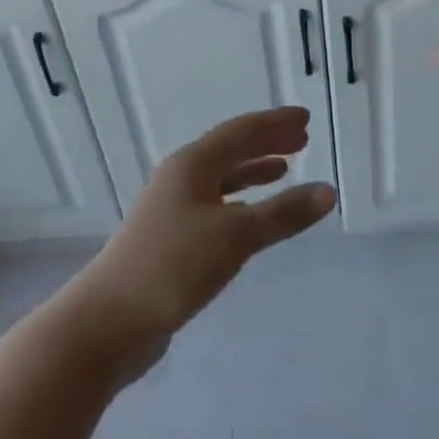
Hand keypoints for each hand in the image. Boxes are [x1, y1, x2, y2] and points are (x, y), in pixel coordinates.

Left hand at [67, 107, 335, 361]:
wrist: (110, 320)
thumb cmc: (173, 265)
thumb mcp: (235, 236)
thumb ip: (282, 214)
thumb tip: (328, 191)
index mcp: (192, 164)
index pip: (240, 132)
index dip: (274, 124)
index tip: (305, 118)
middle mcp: (180, 178)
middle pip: (229, 150)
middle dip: (266, 142)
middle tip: (302, 138)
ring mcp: (172, 208)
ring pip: (221, 178)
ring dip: (253, 171)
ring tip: (284, 168)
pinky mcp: (171, 239)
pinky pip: (215, 205)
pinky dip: (240, 202)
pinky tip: (252, 214)